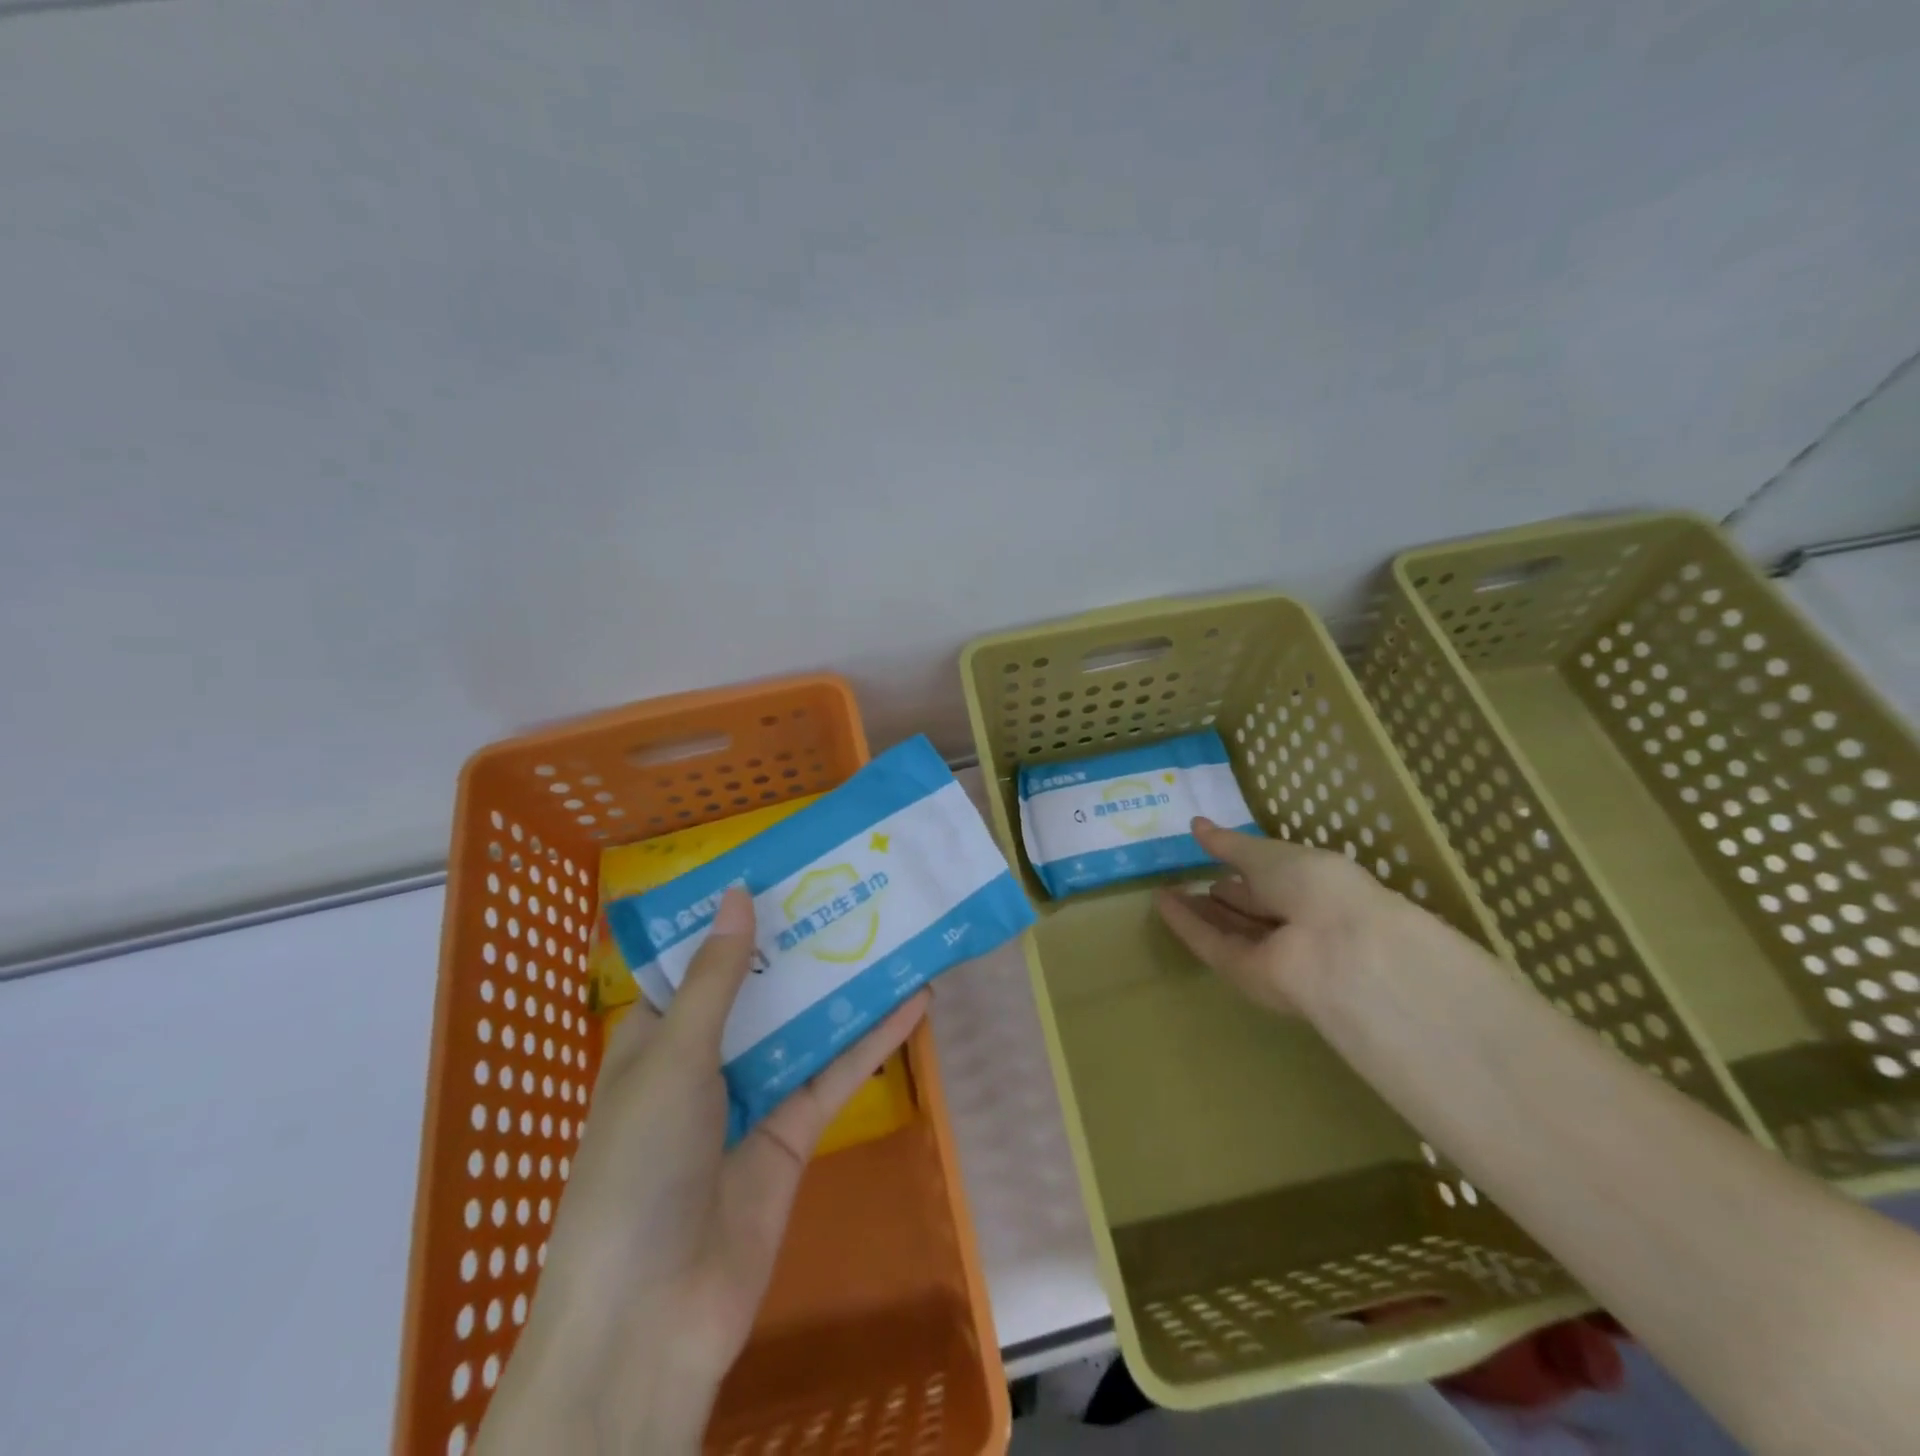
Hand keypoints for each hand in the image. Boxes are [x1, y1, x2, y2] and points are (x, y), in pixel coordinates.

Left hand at [477, 886, 928, 1454]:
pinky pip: (835, 1074)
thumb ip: (716, 980)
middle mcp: (704, 1061)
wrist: (652, 1317)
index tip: (782, 872)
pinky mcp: (794, 1132)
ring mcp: (752, 1096)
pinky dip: (872, 1040)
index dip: (735, 919)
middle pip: (760, 990)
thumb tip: (738, 894)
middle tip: (850, 890)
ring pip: (805, 1026)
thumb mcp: (672, 1059)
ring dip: (844, 987)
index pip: (698, 964)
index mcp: (657, 1038)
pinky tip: (914, 1001)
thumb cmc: (638, 1167)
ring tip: (891, 932)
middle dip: (801, 946)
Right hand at [1154, 816, 1412, 1012]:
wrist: (1337, 950)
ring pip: (1227, 927)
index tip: (1209, 854)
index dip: (1241, 868)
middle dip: (1219, 895)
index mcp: (1310, 887)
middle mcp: (1292, 920)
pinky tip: (1160, 903)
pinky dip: (1186, 924)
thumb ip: (1230, 844)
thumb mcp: (1269, 854)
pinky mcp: (1243, 973)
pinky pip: (1210, 943)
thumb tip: (1196, 824)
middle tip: (1183, 878)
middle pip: (1248, 908)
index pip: (1270, 879)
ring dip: (1197, 910)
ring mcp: (1268, 951)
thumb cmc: (1314, 884)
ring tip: (1164, 889)